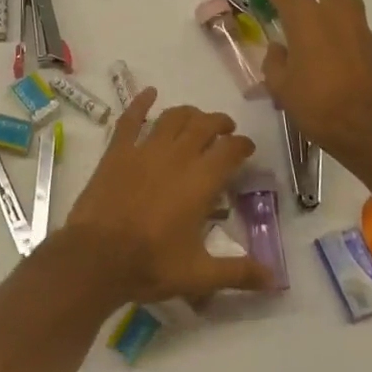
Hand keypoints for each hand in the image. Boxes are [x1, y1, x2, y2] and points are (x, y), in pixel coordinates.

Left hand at [63, 90, 273, 304]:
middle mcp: (177, 156)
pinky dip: (141, 103)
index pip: (231, 150)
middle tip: (226, 129)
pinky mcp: (118, 151)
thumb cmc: (151, 264)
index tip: (247, 148)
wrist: (97, 257)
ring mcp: (145, 150)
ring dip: (189, 113)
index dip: (243, 145)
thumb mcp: (199, 275)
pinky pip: (131, 119)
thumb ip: (238, 273)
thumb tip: (274, 279)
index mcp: (201, 181)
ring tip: (197, 118)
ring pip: (173, 118)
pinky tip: (149, 93)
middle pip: (204, 126)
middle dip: (219, 123)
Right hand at [247, 0, 371, 176]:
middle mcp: (335, 13)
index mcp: (306, 18)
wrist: (369, 130)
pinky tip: (327, 55)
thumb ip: (274, 61)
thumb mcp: (281, 86)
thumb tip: (280, 49)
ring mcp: (358, 27)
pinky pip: (354, 22)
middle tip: (294, 4)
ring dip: (328, 2)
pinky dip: (339, 26)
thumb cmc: (318, 106)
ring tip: (311, 30)